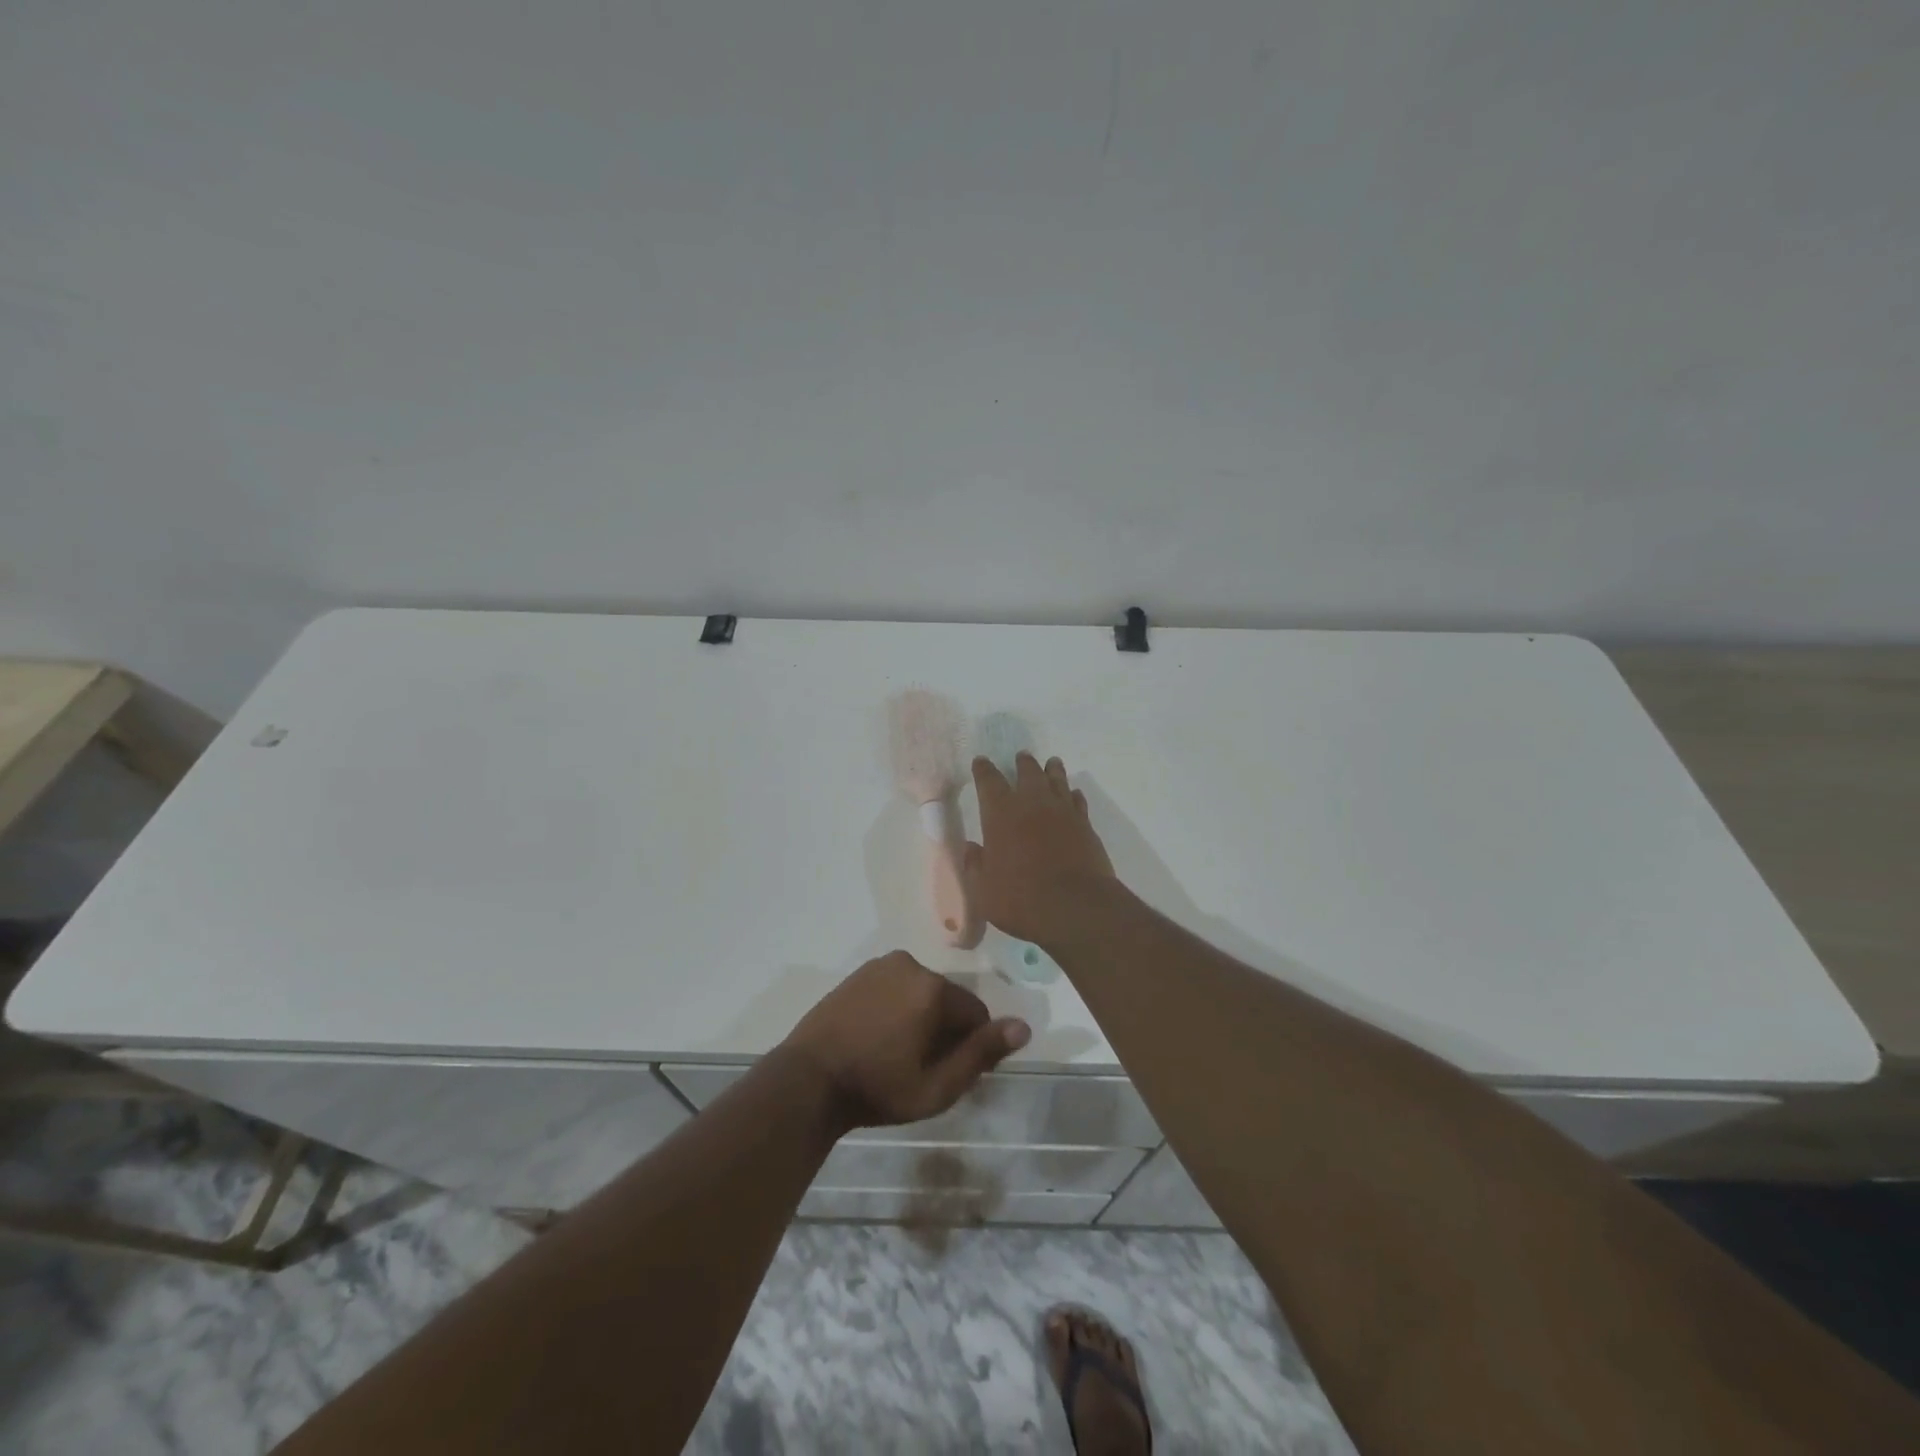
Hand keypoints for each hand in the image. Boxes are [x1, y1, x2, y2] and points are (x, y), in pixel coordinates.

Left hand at [783, 952, 1030, 1130]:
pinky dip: (896, 1006)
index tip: (947, 1072)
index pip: (976, 1013)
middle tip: (920, 1066)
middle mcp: (911, 965)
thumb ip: (981, 1054)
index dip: (969, 1046)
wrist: (808, 1079)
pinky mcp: (859, 972)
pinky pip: (895, 986)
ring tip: (896, 1053)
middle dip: (944, 1029)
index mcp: (933, 989)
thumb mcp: (937, 1086)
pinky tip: (877, 1036)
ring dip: (920, 1016)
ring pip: (921, 992)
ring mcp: (881, 965)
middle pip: (947, 999)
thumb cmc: (877, 1089)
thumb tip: (1022, 1027)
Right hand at [966, 752, 1117, 943]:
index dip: (984, 770)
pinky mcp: (1085, 825)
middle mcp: (1032, 804)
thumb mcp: (984, 890)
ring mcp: (1063, 812)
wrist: (1076, 907)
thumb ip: (976, 866)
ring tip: (1051, 763)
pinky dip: (1073, 795)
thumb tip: (972, 849)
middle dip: (1022, 763)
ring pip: (1057, 780)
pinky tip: (1073, 795)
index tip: (981, 762)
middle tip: (1021, 757)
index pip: (989, 781)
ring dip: (1052, 770)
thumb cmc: (1021, 899)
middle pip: (1027, 772)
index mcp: (1001, 814)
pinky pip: (1078, 801)